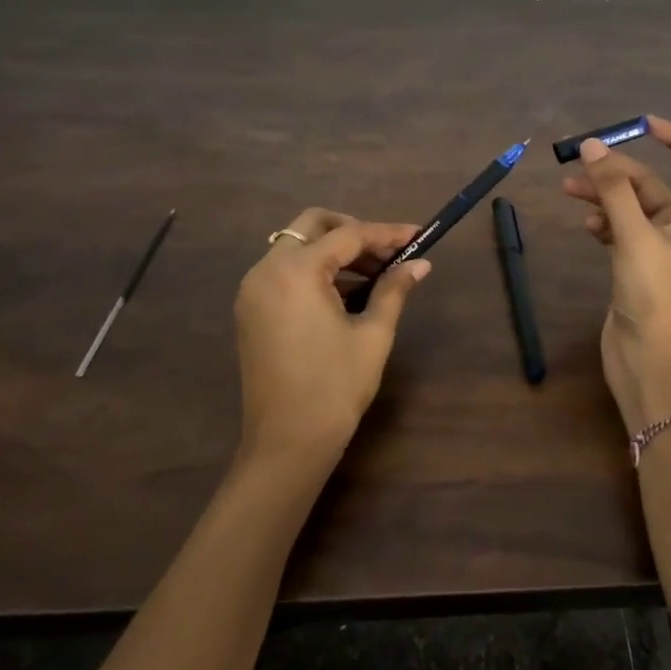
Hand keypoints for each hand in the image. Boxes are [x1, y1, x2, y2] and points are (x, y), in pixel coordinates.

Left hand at [234, 208, 431, 471]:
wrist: (286, 443)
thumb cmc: (335, 387)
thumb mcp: (373, 334)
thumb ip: (394, 289)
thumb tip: (420, 264)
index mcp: (296, 271)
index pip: (349, 236)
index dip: (387, 234)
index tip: (418, 234)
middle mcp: (266, 270)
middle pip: (312, 226)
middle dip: (353, 231)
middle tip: (388, 252)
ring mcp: (253, 290)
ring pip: (296, 247)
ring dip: (334, 251)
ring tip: (374, 275)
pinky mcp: (250, 310)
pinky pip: (284, 271)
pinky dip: (314, 270)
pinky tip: (345, 293)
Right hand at [562, 116, 670, 432]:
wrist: (648, 360)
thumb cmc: (654, 295)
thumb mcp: (634, 236)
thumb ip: (612, 190)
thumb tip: (592, 146)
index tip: (644, 125)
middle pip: (650, 184)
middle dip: (617, 172)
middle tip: (580, 162)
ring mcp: (658, 248)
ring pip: (629, 207)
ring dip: (602, 196)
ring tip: (568, 189)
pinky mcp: (636, 265)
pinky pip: (619, 230)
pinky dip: (602, 222)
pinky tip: (586, 225)